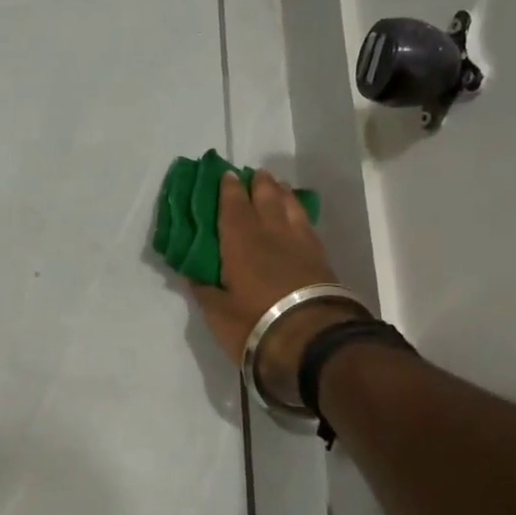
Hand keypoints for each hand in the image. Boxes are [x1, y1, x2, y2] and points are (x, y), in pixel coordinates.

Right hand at [191, 170, 364, 405]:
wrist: (312, 339)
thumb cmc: (255, 323)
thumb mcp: (219, 314)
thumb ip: (205, 291)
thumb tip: (194, 276)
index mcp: (241, 241)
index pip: (233, 206)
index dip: (228, 189)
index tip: (225, 175)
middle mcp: (271, 233)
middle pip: (266, 198)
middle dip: (258, 184)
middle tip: (253, 175)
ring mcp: (300, 243)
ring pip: (290, 207)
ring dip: (281, 193)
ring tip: (277, 187)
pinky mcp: (320, 258)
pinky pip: (306, 224)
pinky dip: (298, 214)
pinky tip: (297, 217)